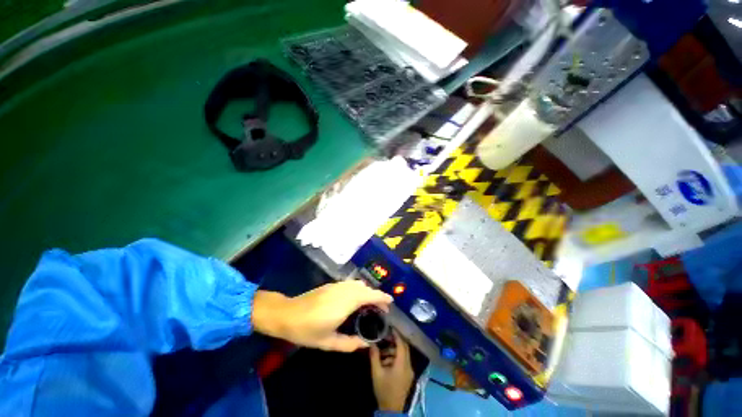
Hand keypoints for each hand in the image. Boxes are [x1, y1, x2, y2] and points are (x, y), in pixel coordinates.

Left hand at [252, 280, 392, 351]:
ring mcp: (337, 285)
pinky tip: (356, 299)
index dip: (381, 297)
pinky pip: (351, 284)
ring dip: (368, 292)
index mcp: (345, 303)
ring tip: (370, 304)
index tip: (390, 302)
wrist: (287, 314)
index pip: (369, 295)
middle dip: (376, 296)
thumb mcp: (328, 342)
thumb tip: (366, 344)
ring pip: (358, 284)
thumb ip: (349, 344)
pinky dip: (359, 289)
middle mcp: (344, 290)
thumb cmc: (307, 330)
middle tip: (381, 308)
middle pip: (366, 288)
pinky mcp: (331, 284)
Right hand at [370, 330, 414, 412]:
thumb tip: (372, 343)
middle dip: (395, 341)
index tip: (390, 327)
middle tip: (385, 336)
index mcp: (402, 364)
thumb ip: (374, 356)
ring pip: (403, 355)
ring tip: (382, 350)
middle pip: (404, 348)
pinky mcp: (408, 376)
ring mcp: (409, 371)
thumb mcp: (376, 373)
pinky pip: (403, 361)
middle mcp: (409, 366)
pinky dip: (396, 357)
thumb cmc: (384, 390)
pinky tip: (386, 360)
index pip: (401, 344)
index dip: (396, 335)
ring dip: (394, 350)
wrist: (391, 410)